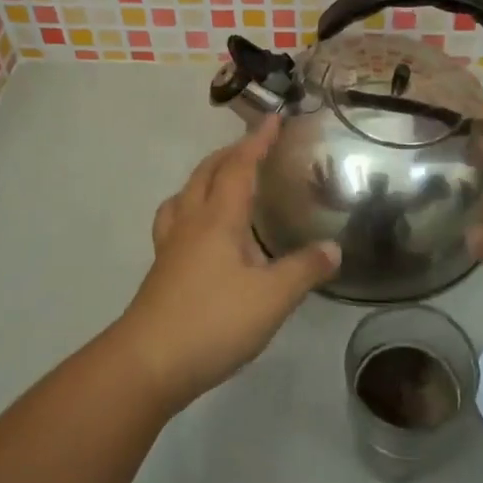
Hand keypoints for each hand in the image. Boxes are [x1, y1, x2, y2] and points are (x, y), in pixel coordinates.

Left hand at [114, 118, 340, 410]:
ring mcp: (171, 246)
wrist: (148, 364)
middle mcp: (191, 222)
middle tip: (253, 146)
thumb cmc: (213, 322)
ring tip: (222, 180)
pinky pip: (175, 220)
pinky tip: (200, 231)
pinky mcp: (161, 270)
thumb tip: (334, 248)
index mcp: (219, 218)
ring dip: (205, 177)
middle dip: (230, 153)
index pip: (239, 166)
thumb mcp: (272, 298)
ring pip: (184, 195)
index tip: (273, 118)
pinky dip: (190, 207)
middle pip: (206, 173)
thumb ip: (304, 270)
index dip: (257, 141)